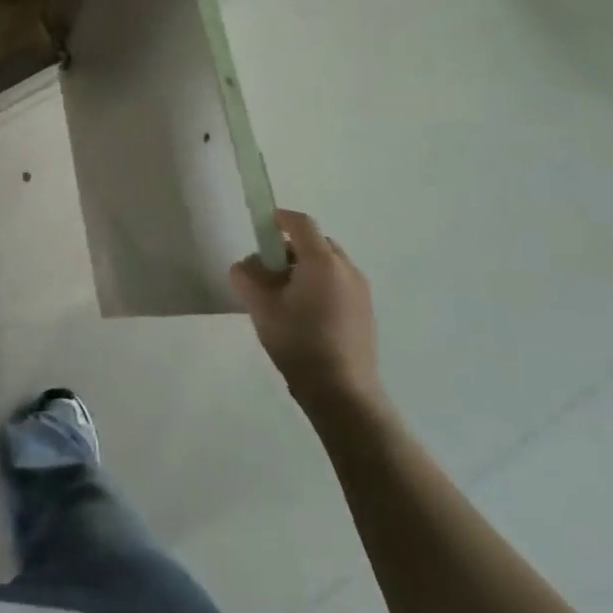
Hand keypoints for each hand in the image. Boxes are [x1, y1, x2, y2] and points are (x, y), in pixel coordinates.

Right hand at [230, 209, 383, 422]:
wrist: (343, 394)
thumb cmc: (299, 343)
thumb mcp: (260, 307)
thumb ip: (246, 276)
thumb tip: (247, 265)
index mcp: (322, 262)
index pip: (300, 223)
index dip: (279, 218)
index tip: (261, 226)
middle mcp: (347, 270)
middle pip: (316, 242)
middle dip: (290, 248)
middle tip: (269, 270)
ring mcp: (361, 291)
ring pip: (328, 264)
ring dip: (305, 268)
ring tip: (285, 296)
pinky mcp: (366, 312)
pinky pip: (339, 283)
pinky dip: (320, 285)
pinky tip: (305, 315)